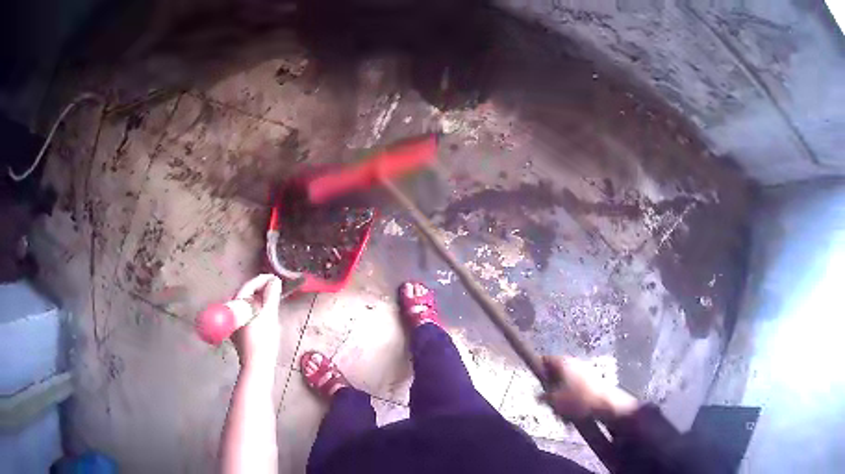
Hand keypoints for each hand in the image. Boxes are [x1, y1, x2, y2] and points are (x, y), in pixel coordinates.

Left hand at [231, 274, 282, 370]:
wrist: (257, 365)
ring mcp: (233, 322)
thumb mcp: (270, 315)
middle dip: (260, 290)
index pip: (249, 286)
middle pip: (246, 295)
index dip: (262, 280)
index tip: (275, 278)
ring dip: (259, 300)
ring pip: (246, 305)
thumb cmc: (263, 340)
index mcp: (237, 305)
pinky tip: (265, 314)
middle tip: (275, 288)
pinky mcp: (237, 331)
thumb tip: (275, 281)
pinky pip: (246, 314)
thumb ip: (272, 296)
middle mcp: (231, 311)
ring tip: (272, 299)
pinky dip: (256, 311)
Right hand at [540, 356, 638, 421]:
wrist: (606, 404)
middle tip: (548, 404)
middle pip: (556, 373)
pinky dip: (572, 399)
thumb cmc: (577, 400)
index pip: (545, 359)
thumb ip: (543, 397)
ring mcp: (584, 371)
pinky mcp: (592, 381)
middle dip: (550, 389)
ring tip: (561, 414)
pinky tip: (572, 414)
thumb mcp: (555, 401)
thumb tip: (537, 395)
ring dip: (561, 398)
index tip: (533, 380)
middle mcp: (574, 363)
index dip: (537, 368)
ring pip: (566, 384)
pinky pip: (576, 389)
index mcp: (564, 363)